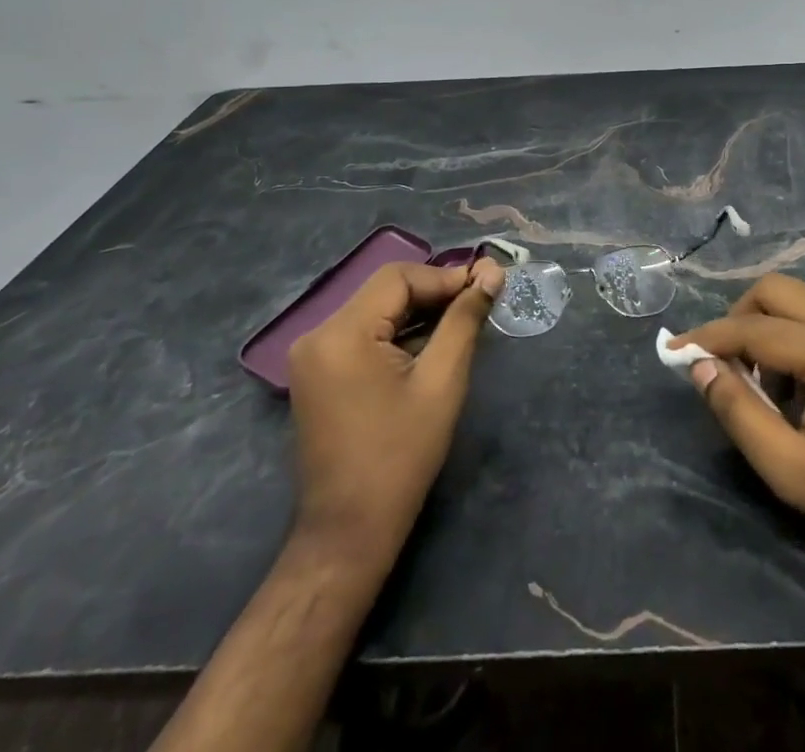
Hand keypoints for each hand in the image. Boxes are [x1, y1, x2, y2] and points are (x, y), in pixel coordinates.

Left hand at [285, 257, 504, 572]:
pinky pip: (363, 333)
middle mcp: (317, 334)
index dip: (445, 276)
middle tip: (479, 303)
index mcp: (341, 333)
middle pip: (385, 290)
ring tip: (462, 322)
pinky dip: (397, 332)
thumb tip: (492, 273)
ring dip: (418, 312)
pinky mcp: (317, 373)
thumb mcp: (442, 381)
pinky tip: (429, 345)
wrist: (348, 532)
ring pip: (375, 309)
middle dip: (434, 292)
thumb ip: (464, 319)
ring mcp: (312, 355)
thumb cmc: (401, 456)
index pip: (399, 277)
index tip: (486, 287)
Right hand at [671, 273, 804, 563]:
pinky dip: (797, 336)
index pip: (754, 329)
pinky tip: (801, 385)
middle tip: (724, 364)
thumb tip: (699, 367)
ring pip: (799, 299)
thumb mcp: (791, 470)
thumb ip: (738, 413)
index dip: (709, 338)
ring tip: (768, 387)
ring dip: (769, 329)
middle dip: (738, 319)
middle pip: (775, 290)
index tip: (675, 350)